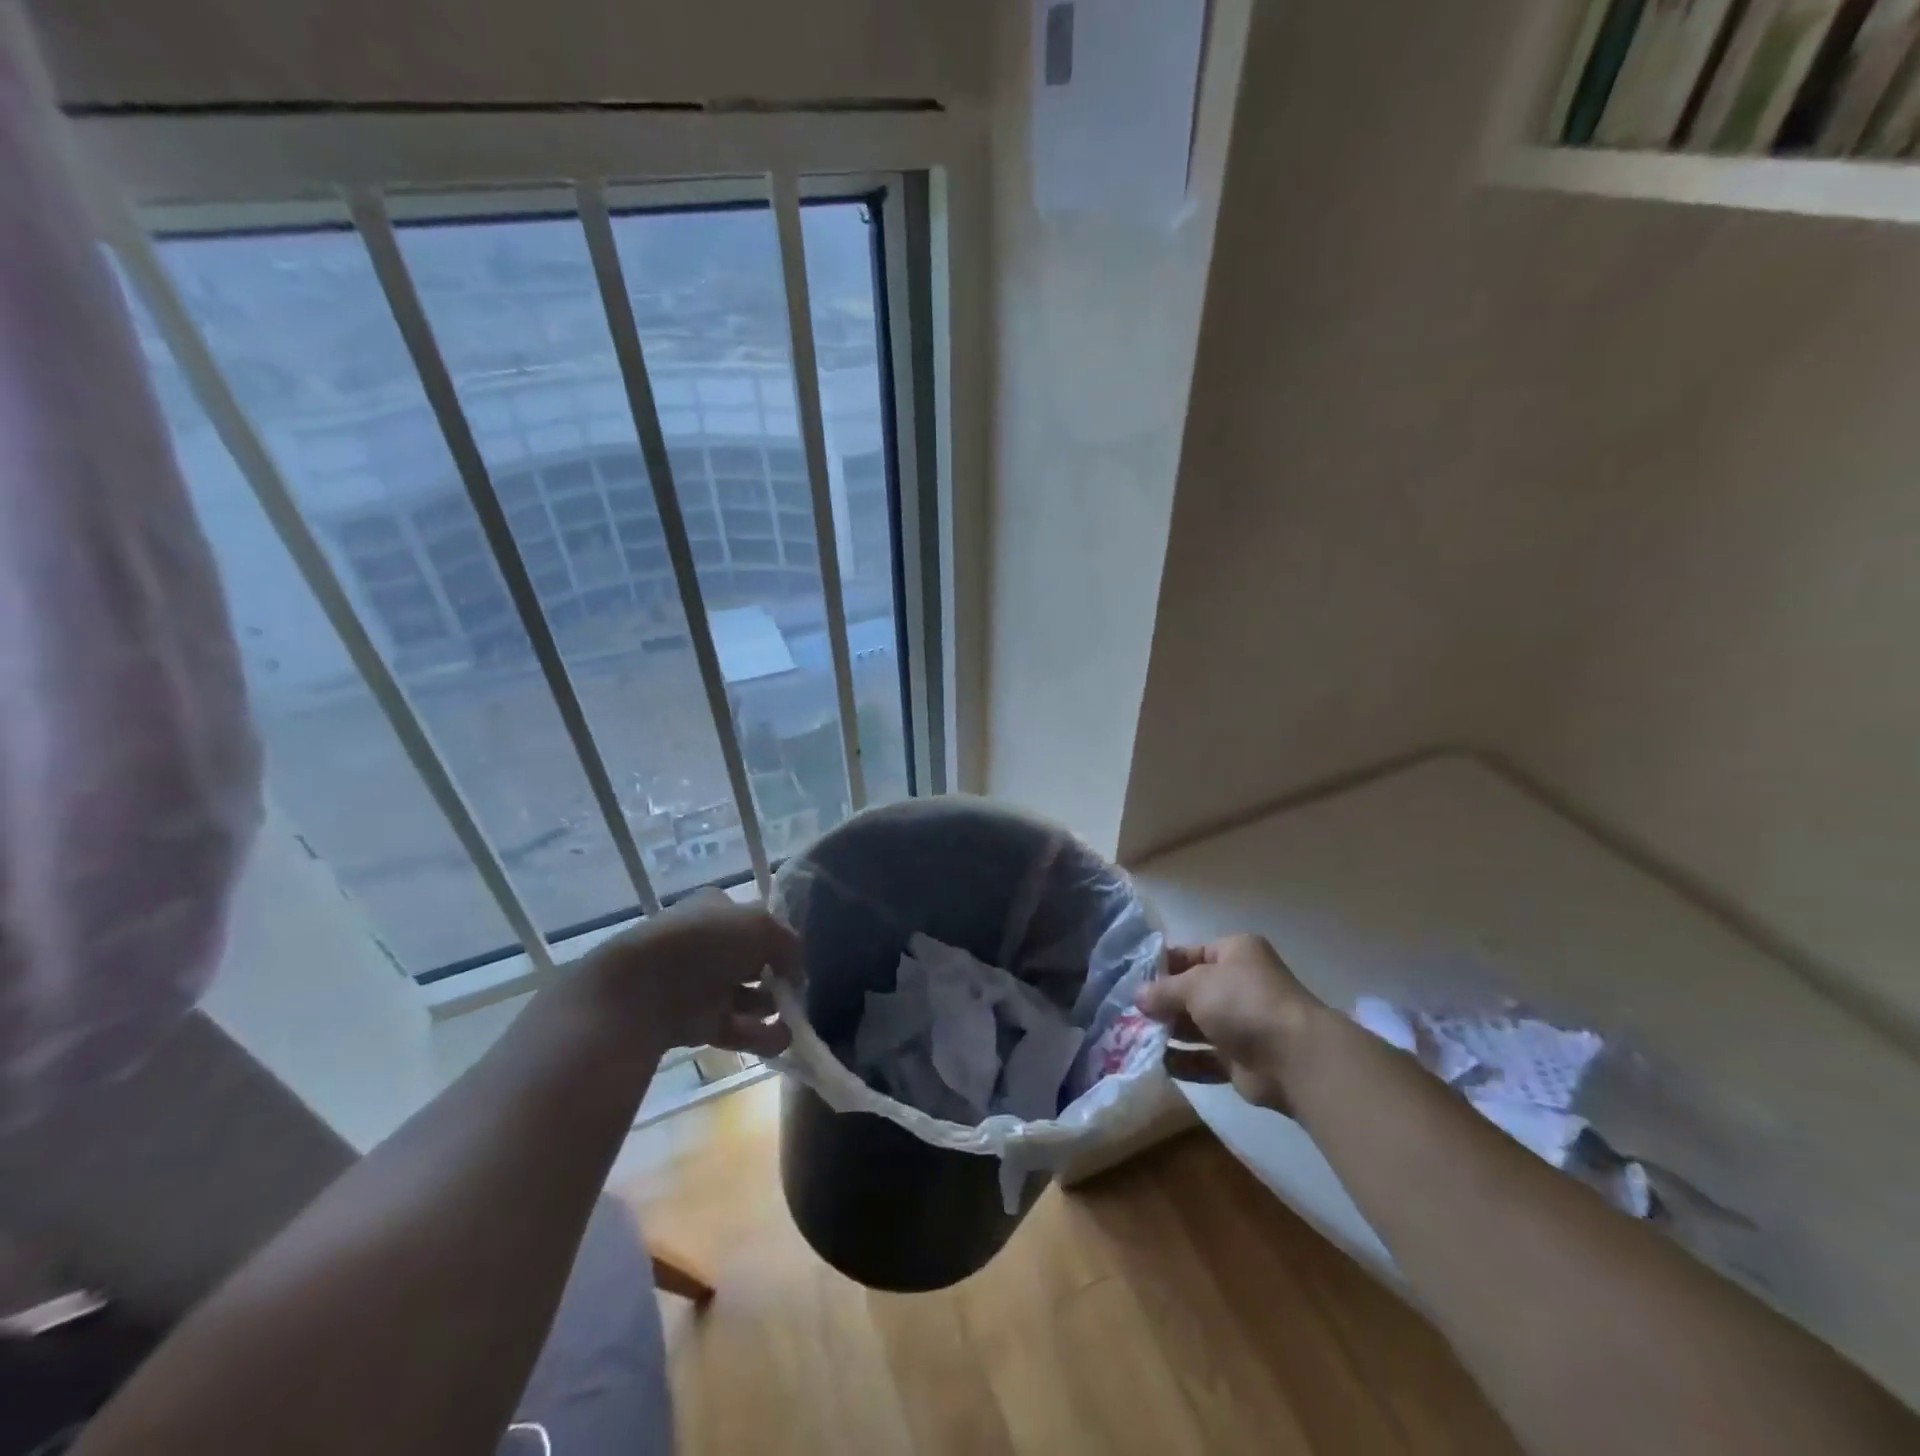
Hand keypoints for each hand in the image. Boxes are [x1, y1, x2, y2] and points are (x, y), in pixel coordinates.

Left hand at [576, 889, 800, 1060]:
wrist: (639, 993)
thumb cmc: (703, 943)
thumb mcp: (760, 926)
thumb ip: (788, 944)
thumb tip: (797, 970)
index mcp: (714, 910)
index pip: (753, 920)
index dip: (776, 937)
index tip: (797, 957)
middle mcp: (706, 944)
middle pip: (750, 960)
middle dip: (776, 976)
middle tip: (797, 991)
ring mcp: (698, 985)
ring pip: (744, 997)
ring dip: (771, 1009)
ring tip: (795, 1021)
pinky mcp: (693, 1022)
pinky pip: (734, 1028)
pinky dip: (759, 1036)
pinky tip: (782, 1042)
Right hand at [1136, 934, 1322, 1111]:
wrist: (1295, 1059)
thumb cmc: (1243, 1003)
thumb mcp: (1195, 984)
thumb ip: (1162, 990)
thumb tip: (1136, 996)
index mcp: (1233, 953)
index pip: (1188, 955)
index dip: (1158, 967)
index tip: (1128, 980)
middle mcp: (1238, 985)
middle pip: (1189, 992)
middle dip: (1159, 1003)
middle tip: (1124, 1012)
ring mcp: (1240, 1024)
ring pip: (1194, 1026)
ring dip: (1167, 1032)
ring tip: (1131, 1037)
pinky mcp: (1240, 1060)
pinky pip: (1203, 1058)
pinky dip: (1181, 1060)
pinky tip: (1155, 1062)